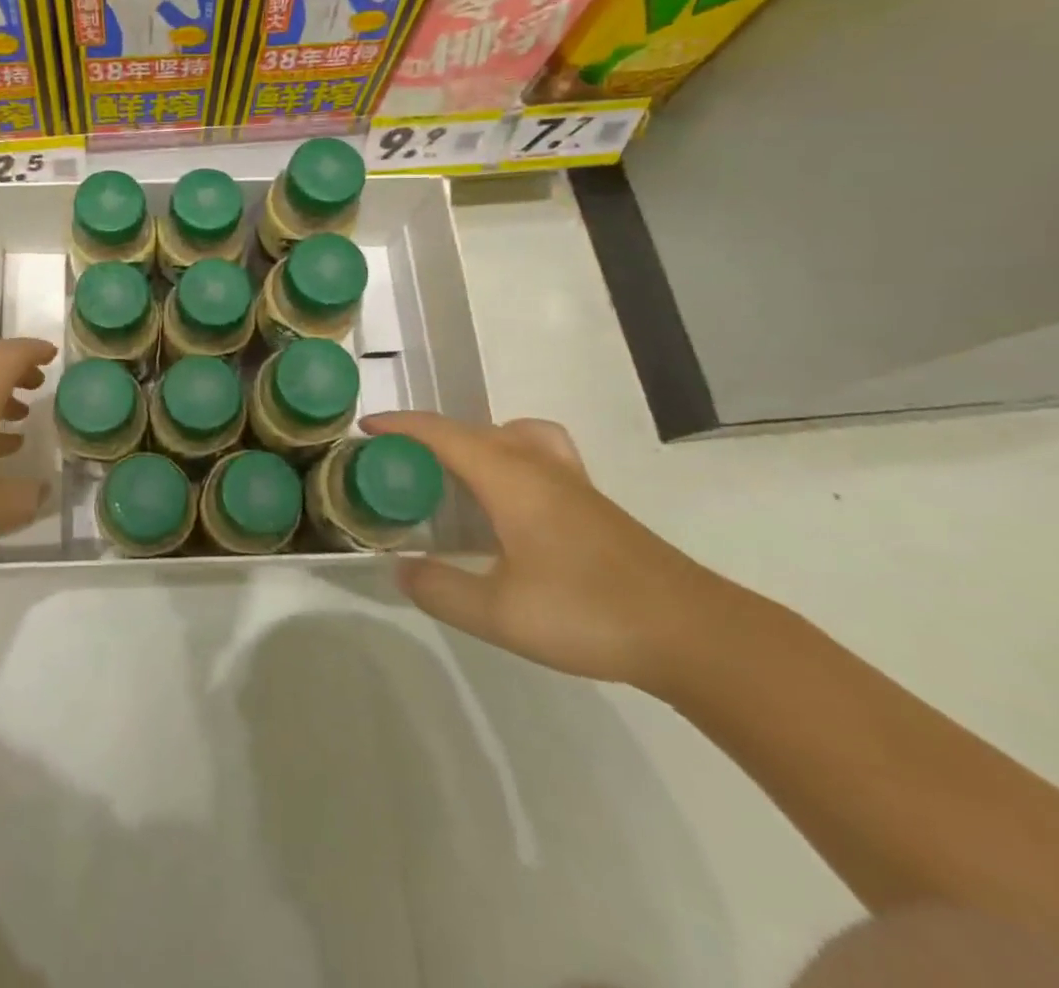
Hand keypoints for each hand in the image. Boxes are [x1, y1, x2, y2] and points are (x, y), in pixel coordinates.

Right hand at [364, 413, 744, 689]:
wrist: (693, 633)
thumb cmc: (588, 612)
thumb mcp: (499, 614)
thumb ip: (441, 589)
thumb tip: (402, 570)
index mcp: (508, 476)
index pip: (441, 433)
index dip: (399, 426)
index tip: (365, 431)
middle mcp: (535, 464)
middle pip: (470, 430)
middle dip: (426, 438)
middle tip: (396, 468)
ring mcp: (568, 479)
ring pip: (506, 436)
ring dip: (468, 443)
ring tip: (450, 479)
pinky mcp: (590, 501)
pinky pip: (534, 453)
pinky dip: (505, 456)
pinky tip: (507, 502)